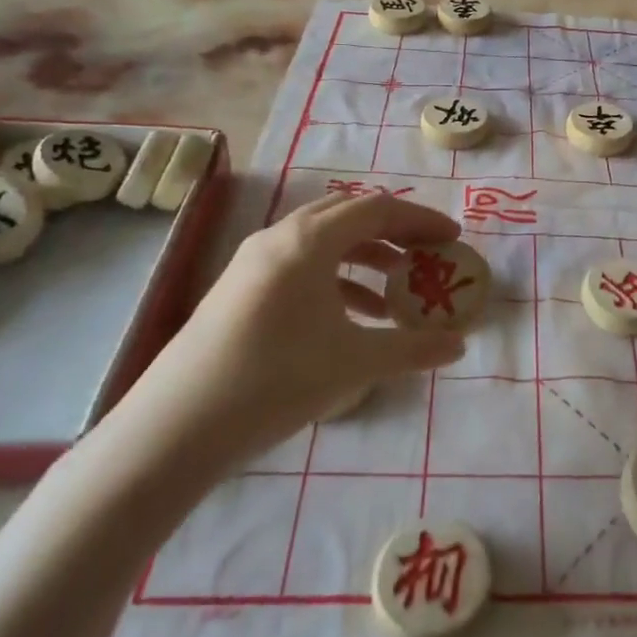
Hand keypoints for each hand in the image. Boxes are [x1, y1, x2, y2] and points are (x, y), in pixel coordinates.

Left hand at [103, 193, 466, 484]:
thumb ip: (413, 349)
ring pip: (322, 242)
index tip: (452, 239)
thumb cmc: (274, 381)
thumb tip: (460, 346)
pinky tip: (352, 318)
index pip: (377, 209)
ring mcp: (253, 262)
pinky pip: (300, 265)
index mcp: (308, 242)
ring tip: (395, 294)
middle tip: (426, 256)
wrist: (176, 427)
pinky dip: (335, 280)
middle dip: (393, 232)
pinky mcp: (239, 288)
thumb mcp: (354, 364)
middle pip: (348, 216)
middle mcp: (278, 238)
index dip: (420, 220)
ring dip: (365, 258)